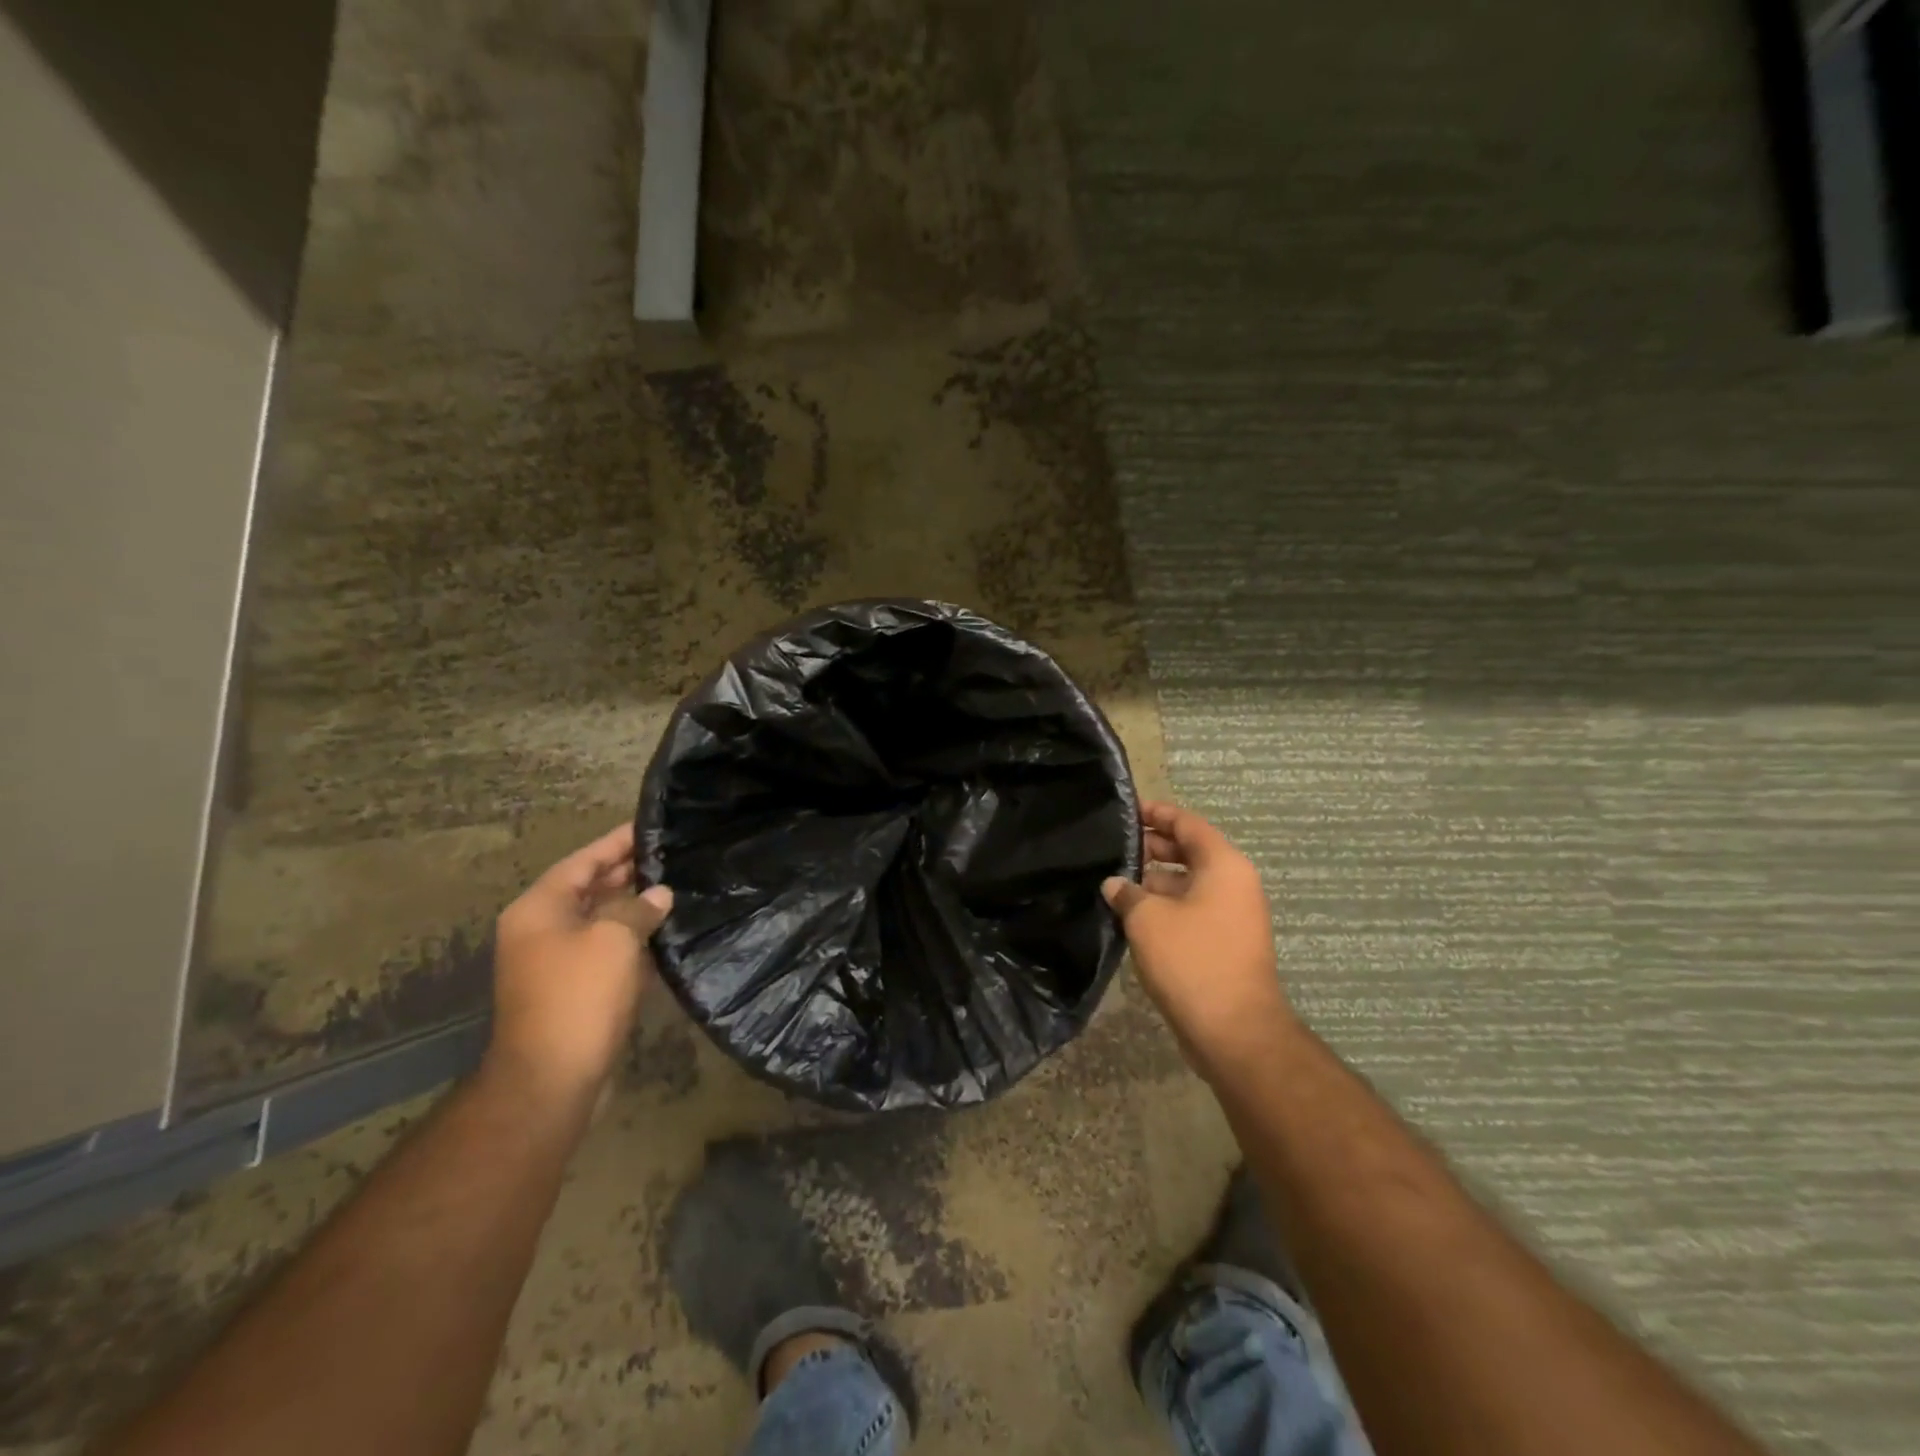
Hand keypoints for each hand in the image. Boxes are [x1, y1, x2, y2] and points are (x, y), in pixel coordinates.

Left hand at [487, 824, 672, 1113]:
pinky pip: (607, 951)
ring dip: (635, 906)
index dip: (618, 842)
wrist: (553, 1079)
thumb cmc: (579, 996)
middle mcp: (542, 930)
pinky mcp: (576, 990)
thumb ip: (638, 907)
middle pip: (590, 888)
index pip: (584, 861)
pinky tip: (666, 933)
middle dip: (629, 872)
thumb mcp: (614, 939)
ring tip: (677, 886)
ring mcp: (557, 963)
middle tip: (672, 854)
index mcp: (540, 909)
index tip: (652, 826)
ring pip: (602, 921)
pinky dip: (633, 940)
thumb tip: (659, 895)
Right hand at [1103, 801, 1293, 1079]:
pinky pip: (1190, 910)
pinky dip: (1163, 906)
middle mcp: (1233, 884)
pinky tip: (1128, 914)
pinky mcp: (1223, 943)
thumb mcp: (1148, 919)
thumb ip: (1127, 892)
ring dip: (1152, 881)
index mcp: (1223, 865)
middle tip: (1111, 847)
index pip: (1187, 823)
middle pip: (1188, 851)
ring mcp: (1231, 915)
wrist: (1234, 1031)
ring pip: (1187, 883)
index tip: (1124, 811)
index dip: (1155, 813)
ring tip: (1112, 880)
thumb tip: (1115, 884)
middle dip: (1150, 847)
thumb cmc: (1192, 960)